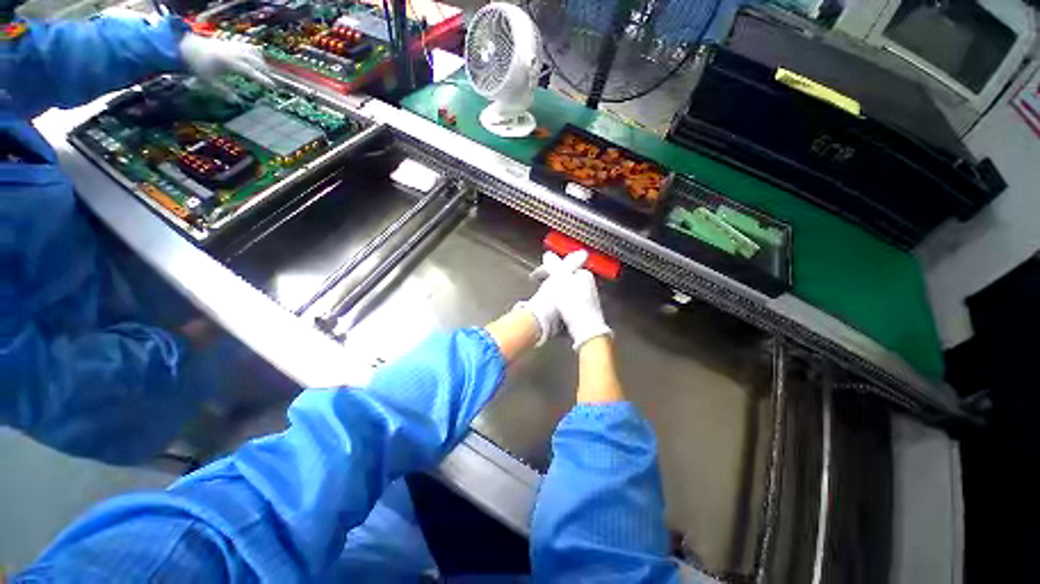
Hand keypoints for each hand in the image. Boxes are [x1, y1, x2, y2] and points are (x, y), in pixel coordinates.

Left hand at [179, 34, 274, 93]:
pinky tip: (257, 60)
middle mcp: (235, 53)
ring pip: (254, 53)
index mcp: (230, 62)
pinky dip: (256, 54)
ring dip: (262, 62)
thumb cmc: (198, 66)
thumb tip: (236, 102)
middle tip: (271, 82)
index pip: (251, 72)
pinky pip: (249, 47)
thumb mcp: (208, 81)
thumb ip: (223, 92)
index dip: (263, 80)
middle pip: (256, 62)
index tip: (273, 88)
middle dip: (265, 72)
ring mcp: (234, 46)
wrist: (187, 46)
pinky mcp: (232, 43)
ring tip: (265, 71)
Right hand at [518, 250, 612, 348]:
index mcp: (584, 275)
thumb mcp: (560, 279)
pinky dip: (560, 304)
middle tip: (539, 285)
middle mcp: (589, 286)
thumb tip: (549, 254)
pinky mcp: (584, 312)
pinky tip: (555, 309)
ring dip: (555, 293)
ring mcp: (588, 300)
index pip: (564, 268)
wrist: (584, 328)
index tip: (537, 276)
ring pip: (566, 292)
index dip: (549, 271)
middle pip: (566, 279)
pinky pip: (568, 303)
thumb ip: (554, 266)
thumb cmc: (573, 302)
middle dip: (551, 281)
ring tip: (545, 298)